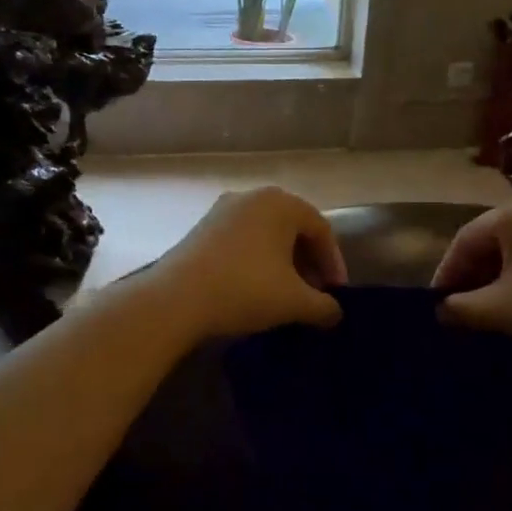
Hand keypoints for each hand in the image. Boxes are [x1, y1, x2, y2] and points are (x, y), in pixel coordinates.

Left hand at [147, 187, 346, 339]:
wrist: (175, 299)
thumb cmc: (245, 290)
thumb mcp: (294, 302)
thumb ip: (323, 306)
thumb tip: (334, 313)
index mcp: (281, 204)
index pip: (321, 230)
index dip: (334, 263)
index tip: (337, 294)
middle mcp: (252, 197)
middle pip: (292, 229)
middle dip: (308, 263)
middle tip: (314, 294)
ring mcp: (222, 210)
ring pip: (265, 235)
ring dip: (282, 263)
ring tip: (286, 294)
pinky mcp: (201, 228)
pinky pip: (241, 241)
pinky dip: (256, 261)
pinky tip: (255, 289)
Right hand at [432, 197, 511, 360]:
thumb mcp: (500, 310)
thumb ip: (461, 307)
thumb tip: (440, 310)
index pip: (466, 239)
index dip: (446, 272)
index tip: (435, 303)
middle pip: (493, 240)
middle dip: (473, 274)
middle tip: (459, 307)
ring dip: (498, 278)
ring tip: (487, 309)